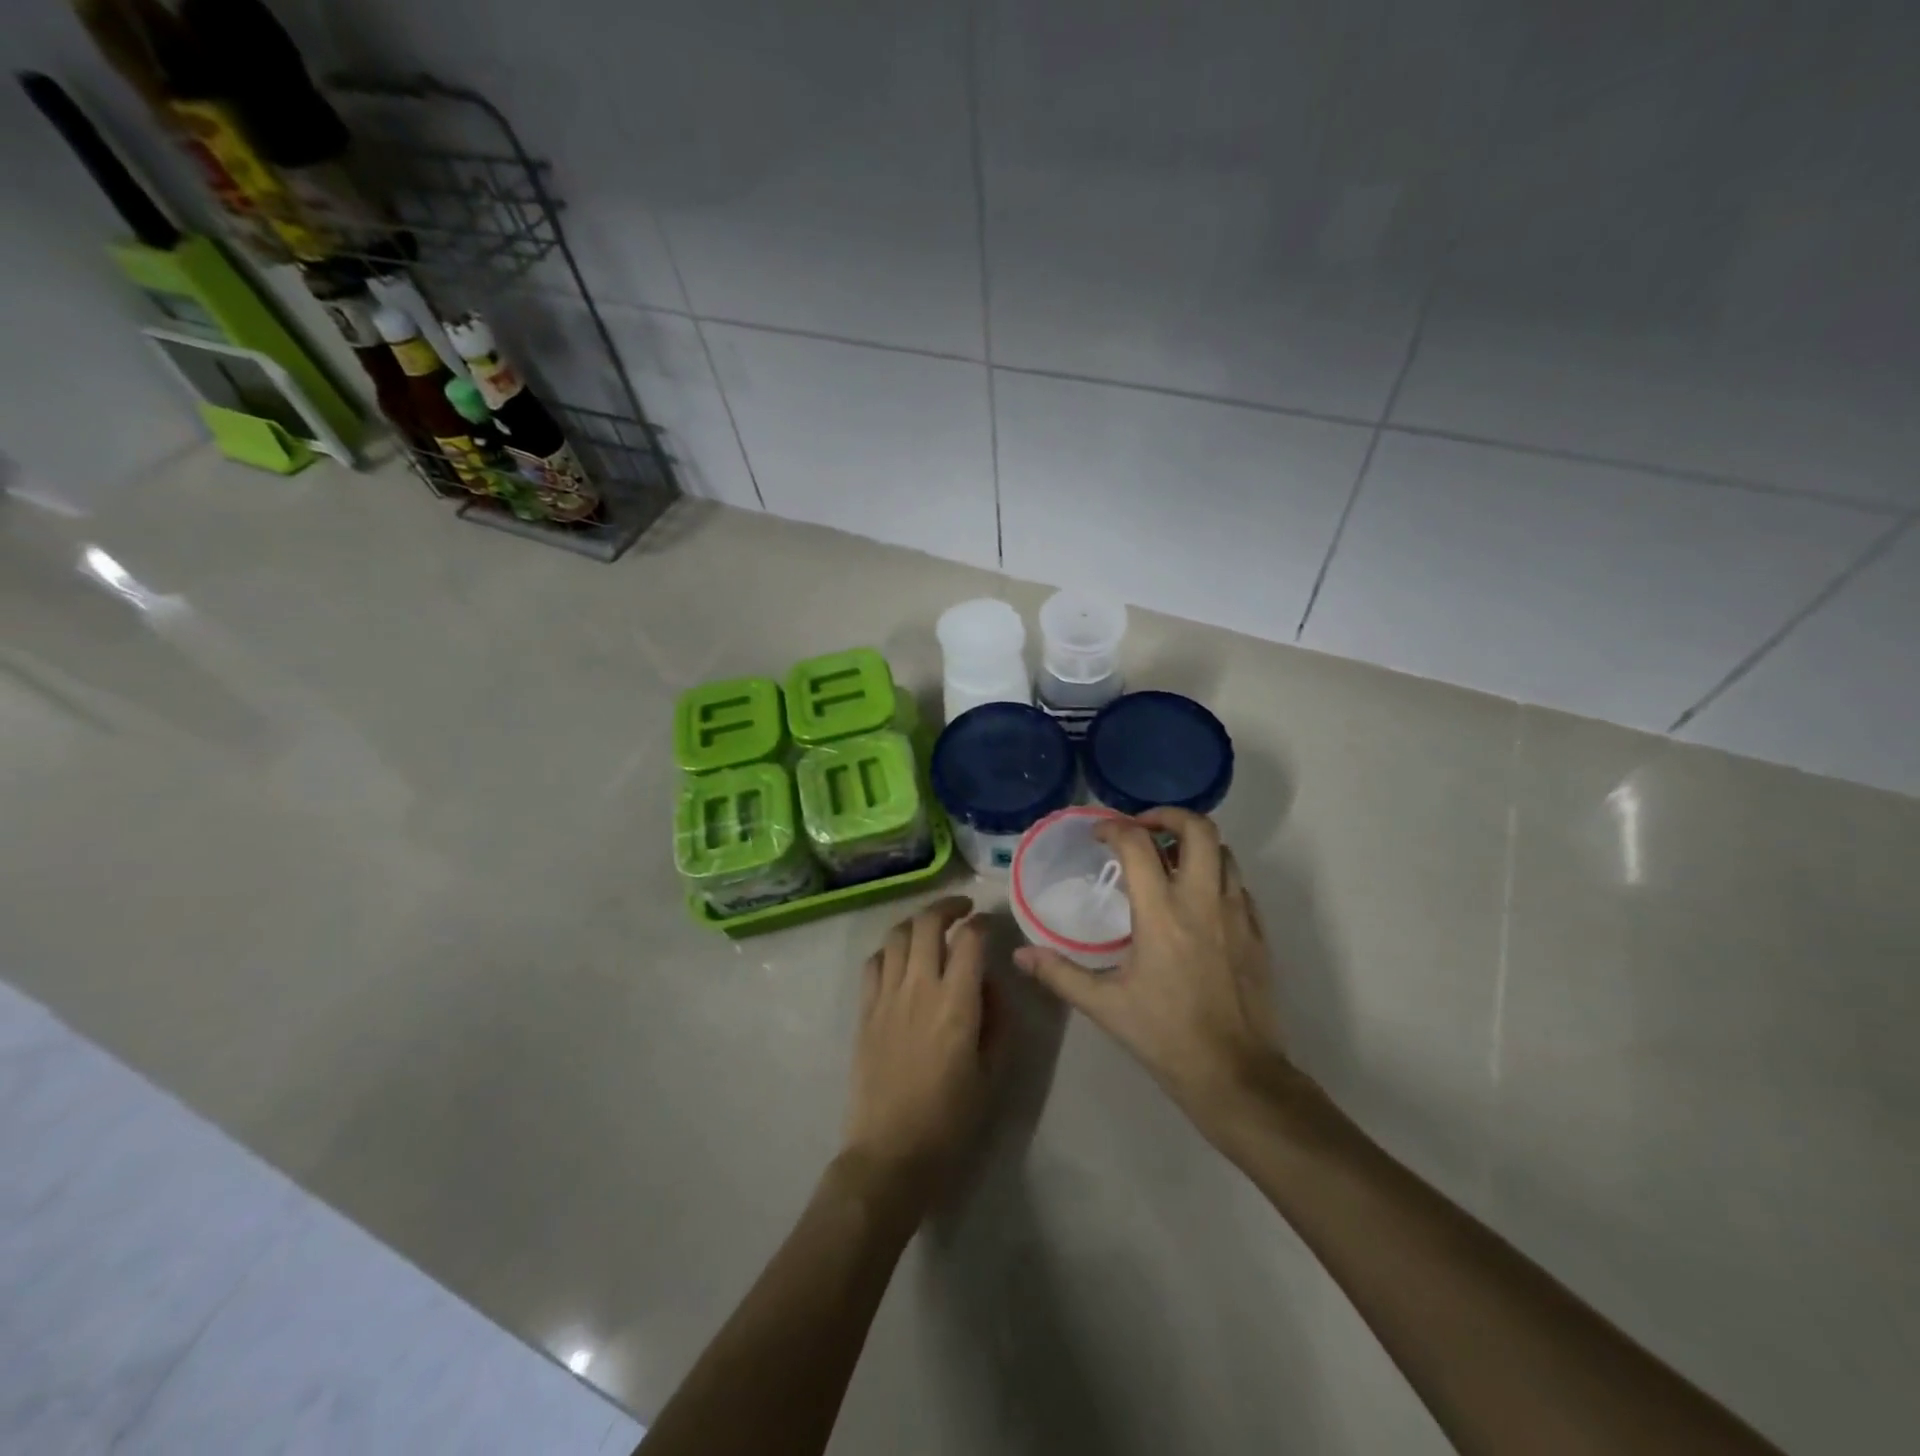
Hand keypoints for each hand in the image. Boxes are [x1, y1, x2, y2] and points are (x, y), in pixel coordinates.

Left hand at [841, 896, 996, 1216]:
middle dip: (948, 906)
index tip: (989, 925)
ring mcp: (886, 996)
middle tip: (962, 909)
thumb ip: (996, 1021)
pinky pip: (874, 962)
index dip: (982, 924)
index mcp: (957, 1003)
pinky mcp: (864, 1010)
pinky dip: (890, 949)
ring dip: (917, 921)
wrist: (890, 1154)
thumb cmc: (950, 1120)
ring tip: (931, 928)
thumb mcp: (992, 1074)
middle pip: (928, 923)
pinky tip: (900, 958)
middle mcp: (919, 987)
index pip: (970, 939)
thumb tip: (988, 984)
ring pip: (897, 935)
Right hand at [1014, 809, 1288, 1142]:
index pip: (1138, 844)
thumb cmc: (1165, 1036)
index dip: (1114, 828)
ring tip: (1170, 861)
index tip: (1098, 835)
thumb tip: (1020, 956)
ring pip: (1225, 852)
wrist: (1236, 1075)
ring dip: (1195, 845)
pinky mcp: (1258, 933)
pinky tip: (1198, 900)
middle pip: (1198, 828)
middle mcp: (1203, 901)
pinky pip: (1240, 884)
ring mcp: (1238, 914)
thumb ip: (1059, 973)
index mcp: (1162, 913)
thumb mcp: (1104, 1006)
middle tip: (1144, 829)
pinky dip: (1217, 875)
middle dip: (1168, 816)